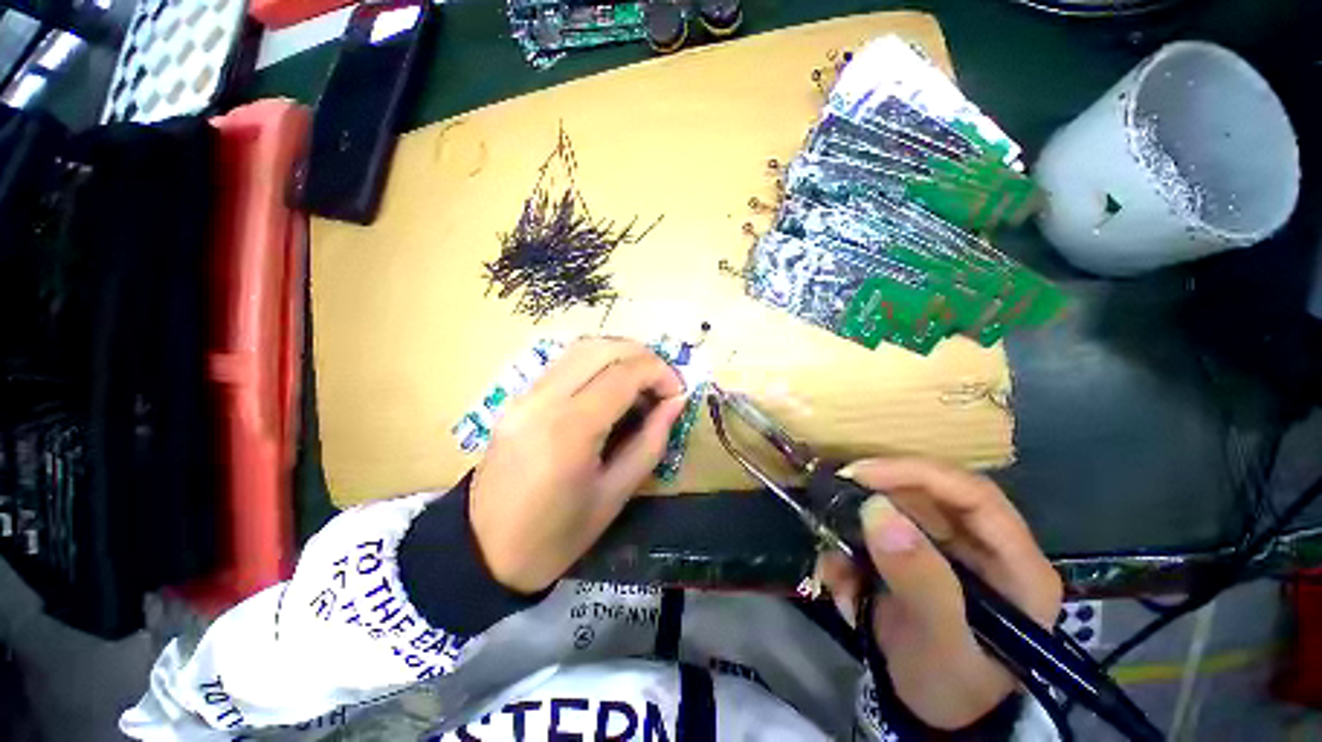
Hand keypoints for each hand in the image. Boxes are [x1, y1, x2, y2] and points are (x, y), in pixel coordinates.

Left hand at [470, 338, 687, 593]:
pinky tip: (613, 386)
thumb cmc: (556, 536)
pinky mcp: (519, 397)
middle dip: (644, 357)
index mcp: (569, 430)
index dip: (660, 373)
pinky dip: (598, 362)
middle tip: (663, 383)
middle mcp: (544, 400)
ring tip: (642, 381)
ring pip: (582, 348)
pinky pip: (566, 362)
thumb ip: (651, 441)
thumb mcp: (615, 495)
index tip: (678, 392)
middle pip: (602, 348)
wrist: (484, 551)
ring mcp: (526, 395)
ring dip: (621, 354)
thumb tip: (676, 402)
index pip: (623, 373)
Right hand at [819, 458, 1062, 729]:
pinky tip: (843, 590)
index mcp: (1015, 563)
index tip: (861, 473)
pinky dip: (849, 554)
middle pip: (927, 494)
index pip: (972, 493)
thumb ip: (920, 581)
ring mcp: (945, 549)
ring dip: (854, 533)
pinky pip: (873, 536)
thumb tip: (876, 510)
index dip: (916, 473)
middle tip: (832, 503)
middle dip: (875, 497)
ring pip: (893, 512)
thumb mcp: (942, 646)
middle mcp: (982, 545)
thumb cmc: (953, 689)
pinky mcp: (914, 556)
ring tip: (838, 572)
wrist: (932, 718)